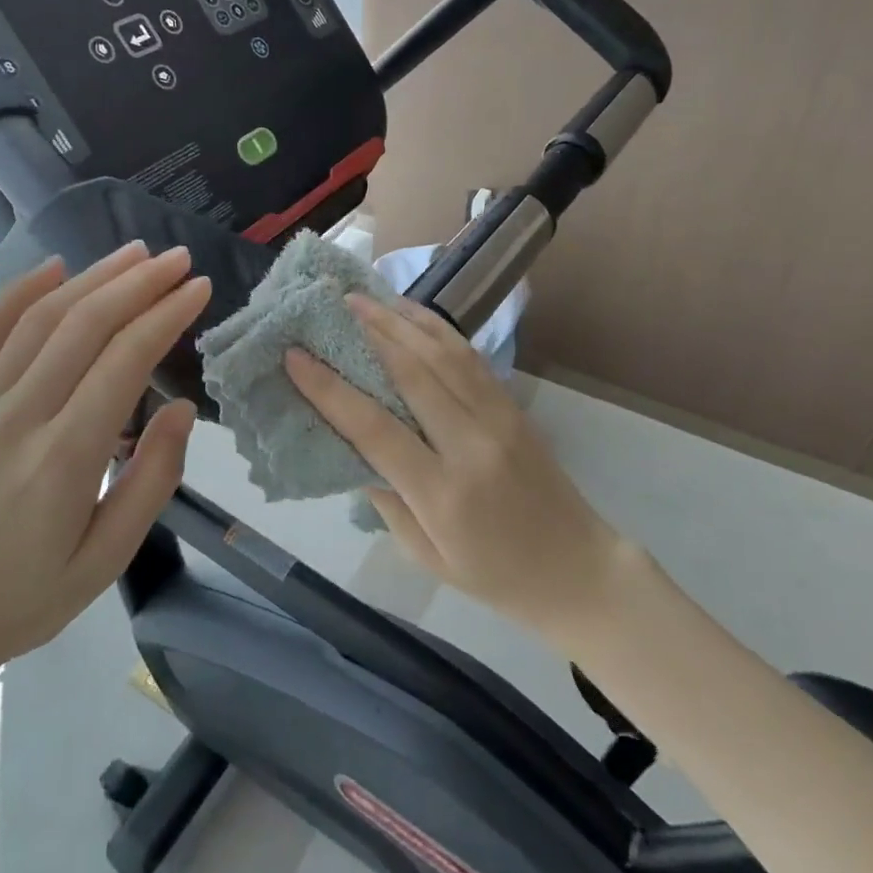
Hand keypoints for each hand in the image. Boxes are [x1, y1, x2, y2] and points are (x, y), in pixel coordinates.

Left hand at [0, 242, 210, 708]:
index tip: (199, 288)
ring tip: (135, 253)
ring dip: (92, 277)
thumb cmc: (20, 601)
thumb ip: (151, 481)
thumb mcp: (104, 561)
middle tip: (178, 259)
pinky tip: (53, 268)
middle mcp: (19, 417)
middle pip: (84, 325)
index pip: (124, 361)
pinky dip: (19, 293)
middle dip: (138, 283)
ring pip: (40, 319)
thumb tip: (182, 409)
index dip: (166, 315)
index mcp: (63, 458)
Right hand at [285, 294, 633, 635]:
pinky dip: (435, 327)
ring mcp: (497, 418)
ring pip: (441, 353)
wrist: (577, 569)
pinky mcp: (511, 404)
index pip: (376, 429)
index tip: (294, 356)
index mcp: (442, 493)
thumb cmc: (493, 575)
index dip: (330, 389)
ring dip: (398, 319)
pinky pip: (468, 355)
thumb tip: (349, 443)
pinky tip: (409, 312)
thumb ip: (385, 497)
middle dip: (366, 333)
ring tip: (361, 297)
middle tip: (328, 305)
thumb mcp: (425, 555)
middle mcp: (470, 444)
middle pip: (411, 373)